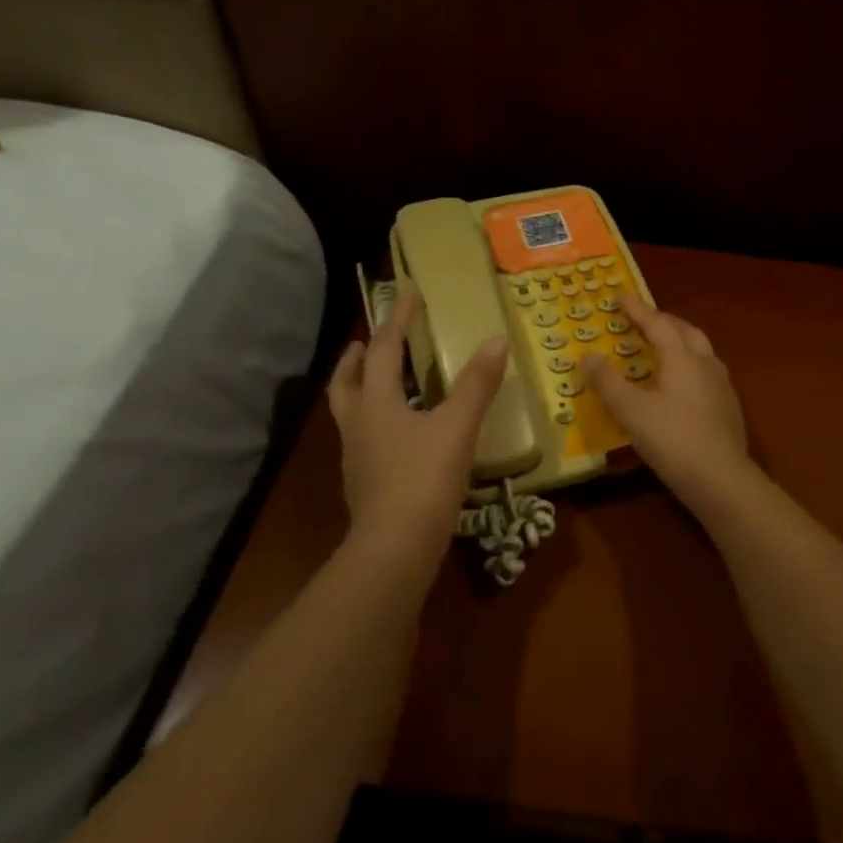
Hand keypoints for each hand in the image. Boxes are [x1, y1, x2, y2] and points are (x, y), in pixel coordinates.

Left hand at [327, 294, 507, 555]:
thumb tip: (496, 340)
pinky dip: (374, 421)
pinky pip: (363, 439)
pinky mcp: (364, 483)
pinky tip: (397, 435)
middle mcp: (357, 425)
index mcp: (375, 403)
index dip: (398, 320)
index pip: (385, 350)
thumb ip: (477, 385)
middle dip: (357, 358)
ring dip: (360, 388)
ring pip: (349, 412)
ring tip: (378, 382)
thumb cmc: (424, 480)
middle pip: (347, 382)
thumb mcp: (457, 428)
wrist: (394, 548)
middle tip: (367, 342)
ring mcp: (356, 457)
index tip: (408, 294)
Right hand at [581, 297, 751, 503]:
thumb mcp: (630, 411)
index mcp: (682, 358)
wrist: (720, 479)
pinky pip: (708, 374)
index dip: (638, 310)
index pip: (658, 323)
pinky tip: (684, 385)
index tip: (621, 296)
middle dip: (664, 321)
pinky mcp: (729, 409)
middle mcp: (706, 364)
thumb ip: (608, 382)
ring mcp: (722, 387)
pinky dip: (691, 366)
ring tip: (666, 347)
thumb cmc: (671, 439)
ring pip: (702, 352)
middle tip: (645, 319)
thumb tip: (587, 355)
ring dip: (682, 342)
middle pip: (686, 332)